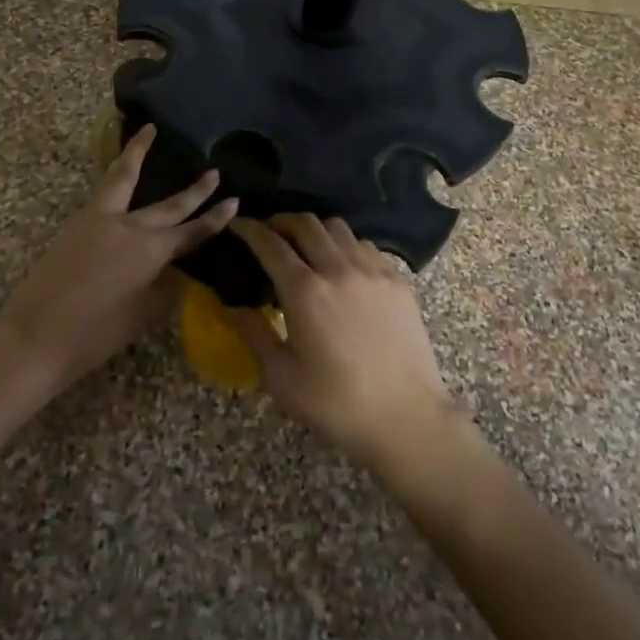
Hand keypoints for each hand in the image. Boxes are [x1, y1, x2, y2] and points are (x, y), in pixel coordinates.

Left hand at [0, 125, 236, 394]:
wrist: (34, 336)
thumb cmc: (93, 335)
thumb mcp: (141, 316)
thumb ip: (164, 289)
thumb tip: (176, 272)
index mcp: (150, 251)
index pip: (191, 232)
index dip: (214, 219)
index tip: (234, 202)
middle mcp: (128, 227)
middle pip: (168, 204)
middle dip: (195, 190)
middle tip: (213, 172)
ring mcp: (98, 220)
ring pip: (123, 177)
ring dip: (137, 153)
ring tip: (148, 131)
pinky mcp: (76, 224)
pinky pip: (104, 191)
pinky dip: (116, 175)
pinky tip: (120, 176)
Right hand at [229, 214, 465, 471]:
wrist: (407, 417)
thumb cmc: (337, 404)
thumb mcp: (282, 378)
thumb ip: (254, 334)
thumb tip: (232, 306)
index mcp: (305, 291)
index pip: (270, 244)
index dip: (249, 229)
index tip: (238, 225)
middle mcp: (338, 269)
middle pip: (305, 223)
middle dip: (281, 221)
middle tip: (270, 233)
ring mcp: (372, 270)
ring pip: (338, 228)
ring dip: (315, 229)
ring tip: (306, 246)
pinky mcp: (396, 279)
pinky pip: (365, 245)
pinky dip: (345, 245)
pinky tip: (342, 265)